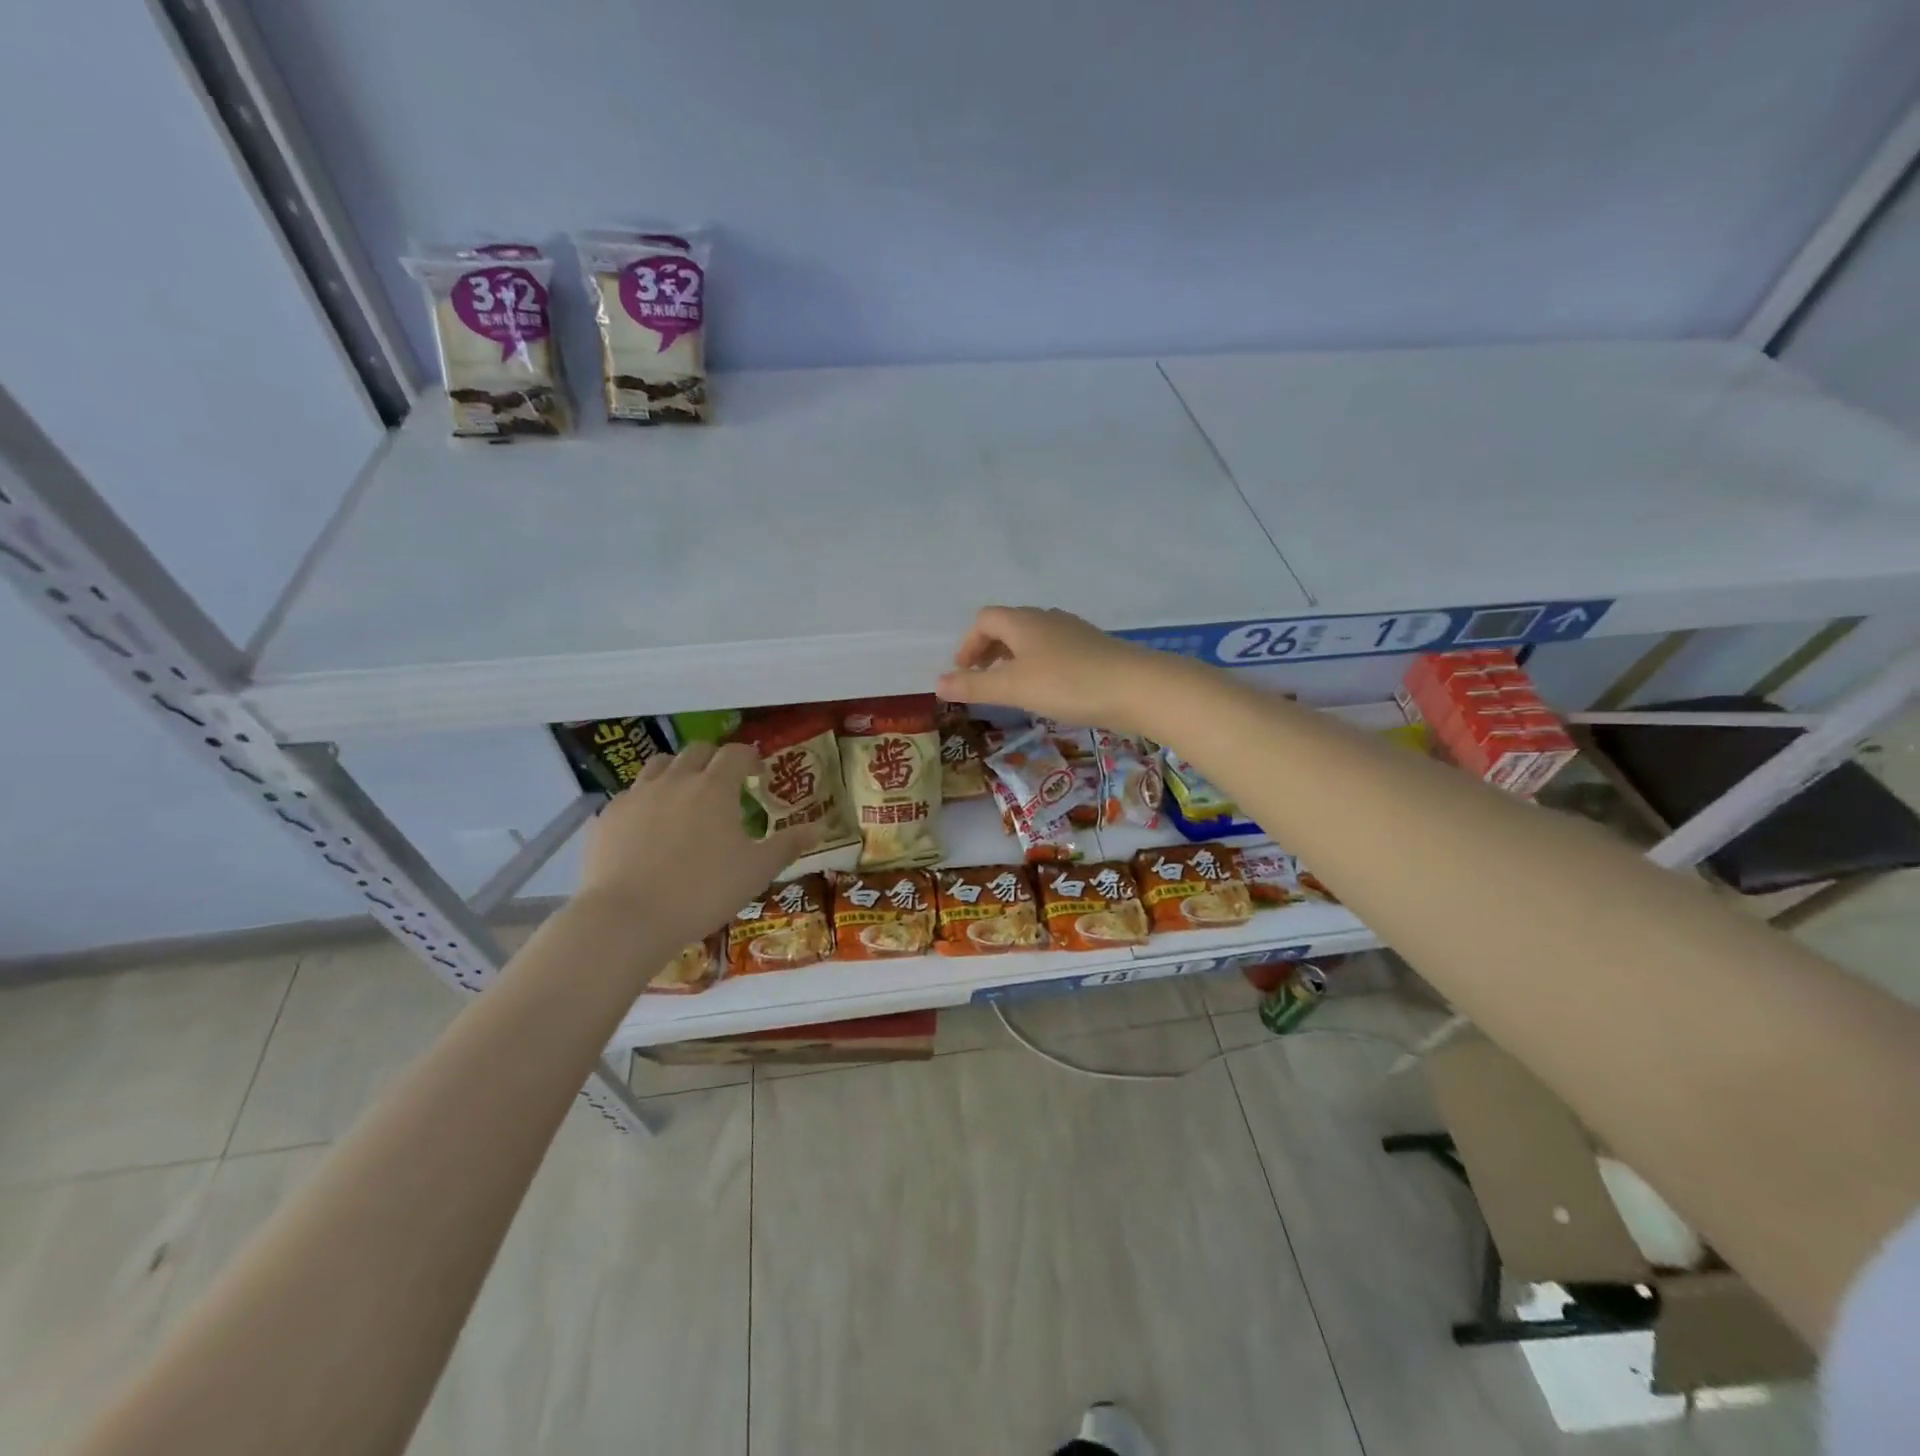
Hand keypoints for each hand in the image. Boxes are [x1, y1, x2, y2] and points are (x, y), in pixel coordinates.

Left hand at [577, 742, 816, 946]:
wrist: (627, 918)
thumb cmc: (703, 892)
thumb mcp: (756, 871)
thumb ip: (787, 845)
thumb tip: (818, 827)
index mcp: (715, 788)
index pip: (735, 754)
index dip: (749, 757)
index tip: (757, 771)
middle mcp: (676, 780)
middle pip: (697, 751)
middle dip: (714, 759)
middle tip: (724, 781)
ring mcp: (637, 795)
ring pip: (660, 764)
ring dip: (678, 770)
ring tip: (685, 793)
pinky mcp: (608, 816)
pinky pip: (632, 793)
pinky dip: (647, 797)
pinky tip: (650, 824)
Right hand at [936, 605, 1175, 734]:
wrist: (1137, 687)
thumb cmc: (1068, 683)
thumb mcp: (1015, 688)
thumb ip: (974, 687)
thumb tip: (937, 683)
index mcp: (1023, 622)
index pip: (985, 620)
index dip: (968, 643)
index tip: (962, 672)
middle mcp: (1047, 619)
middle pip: (1009, 626)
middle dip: (989, 651)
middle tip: (982, 680)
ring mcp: (1073, 632)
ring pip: (1033, 639)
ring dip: (1015, 659)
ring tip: (1012, 688)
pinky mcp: (1094, 649)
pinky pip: (1055, 651)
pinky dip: (1039, 665)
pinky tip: (1048, 691)